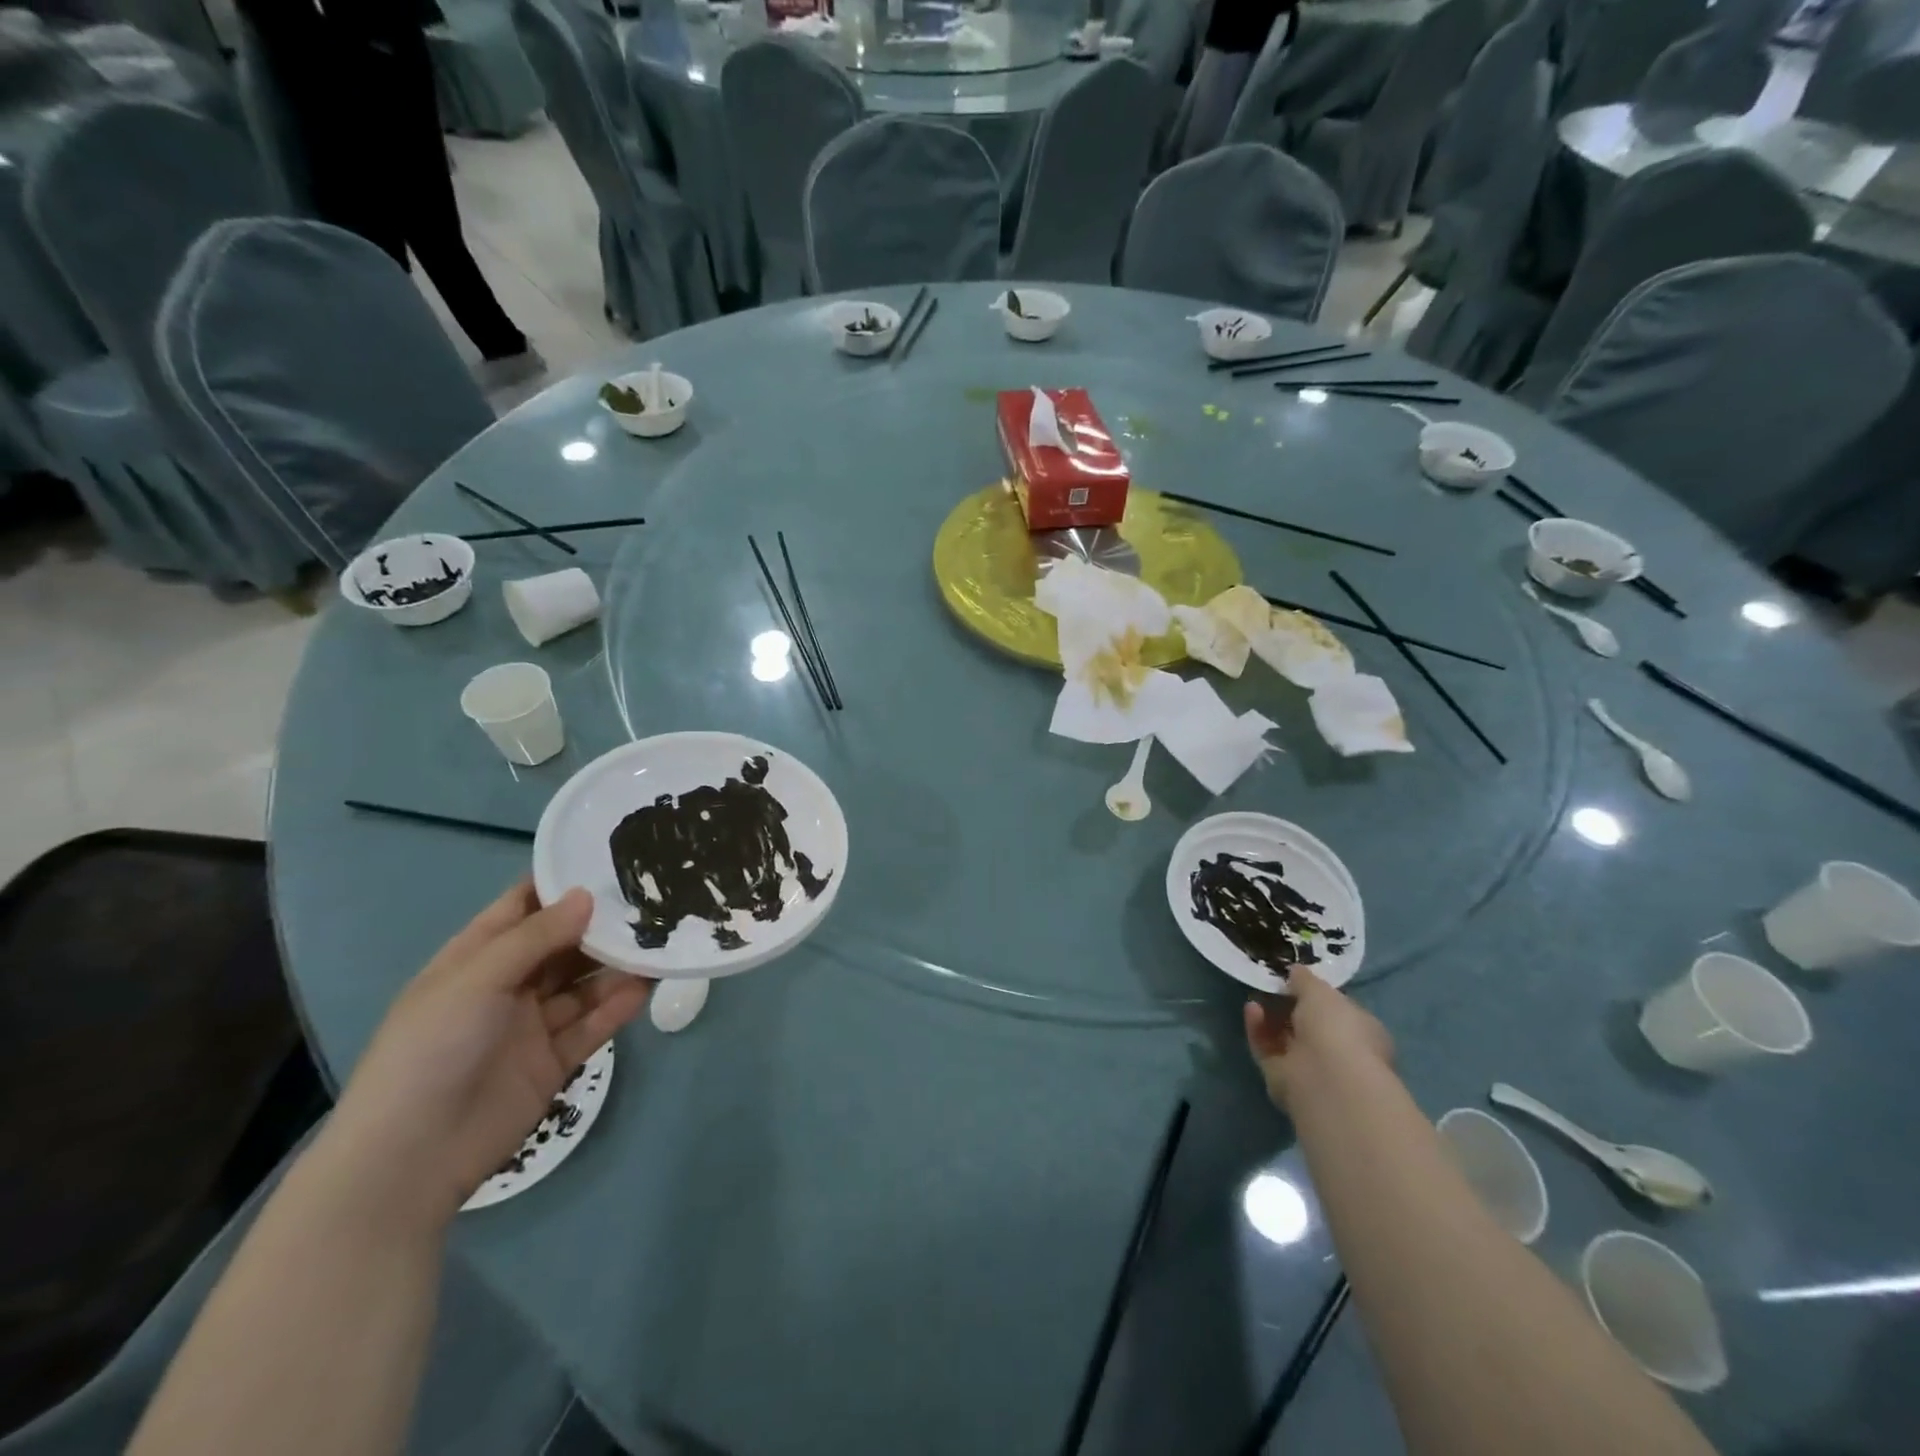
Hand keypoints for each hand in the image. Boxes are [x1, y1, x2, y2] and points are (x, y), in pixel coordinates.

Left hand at [323, 880, 652, 1228]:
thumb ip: (535, 937)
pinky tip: (645, 987)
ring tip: (660, 941)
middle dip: (600, 924)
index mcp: (475, 959)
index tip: (610, 860)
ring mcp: (532, 1024)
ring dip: (616, 965)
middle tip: (651, 900)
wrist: (411, 1158)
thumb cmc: (431, 1050)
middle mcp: (507, 985)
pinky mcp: (554, 1060)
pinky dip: (617, 1006)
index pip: (522, 907)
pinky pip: (593, 1025)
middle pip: (563, 944)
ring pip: (584, 984)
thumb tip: (587, 896)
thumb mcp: (476, 980)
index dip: (561, 884)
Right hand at [1244, 965, 1392, 1115]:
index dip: (1316, 994)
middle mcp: (1339, 1051)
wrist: (1327, 1080)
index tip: (1294, 978)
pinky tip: (1251, 1010)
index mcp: (1361, 1030)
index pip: (1338, 1009)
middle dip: (1287, 1005)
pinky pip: (1267, 1048)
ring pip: (1284, 1037)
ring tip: (1255, 995)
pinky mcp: (1283, 1078)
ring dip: (1269, 1016)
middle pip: (1307, 1025)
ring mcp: (1310, 1067)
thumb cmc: (1337, 1029)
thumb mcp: (1321, 990)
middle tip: (1270, 984)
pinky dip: (1258, 1029)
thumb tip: (1295, 972)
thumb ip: (1305, 979)